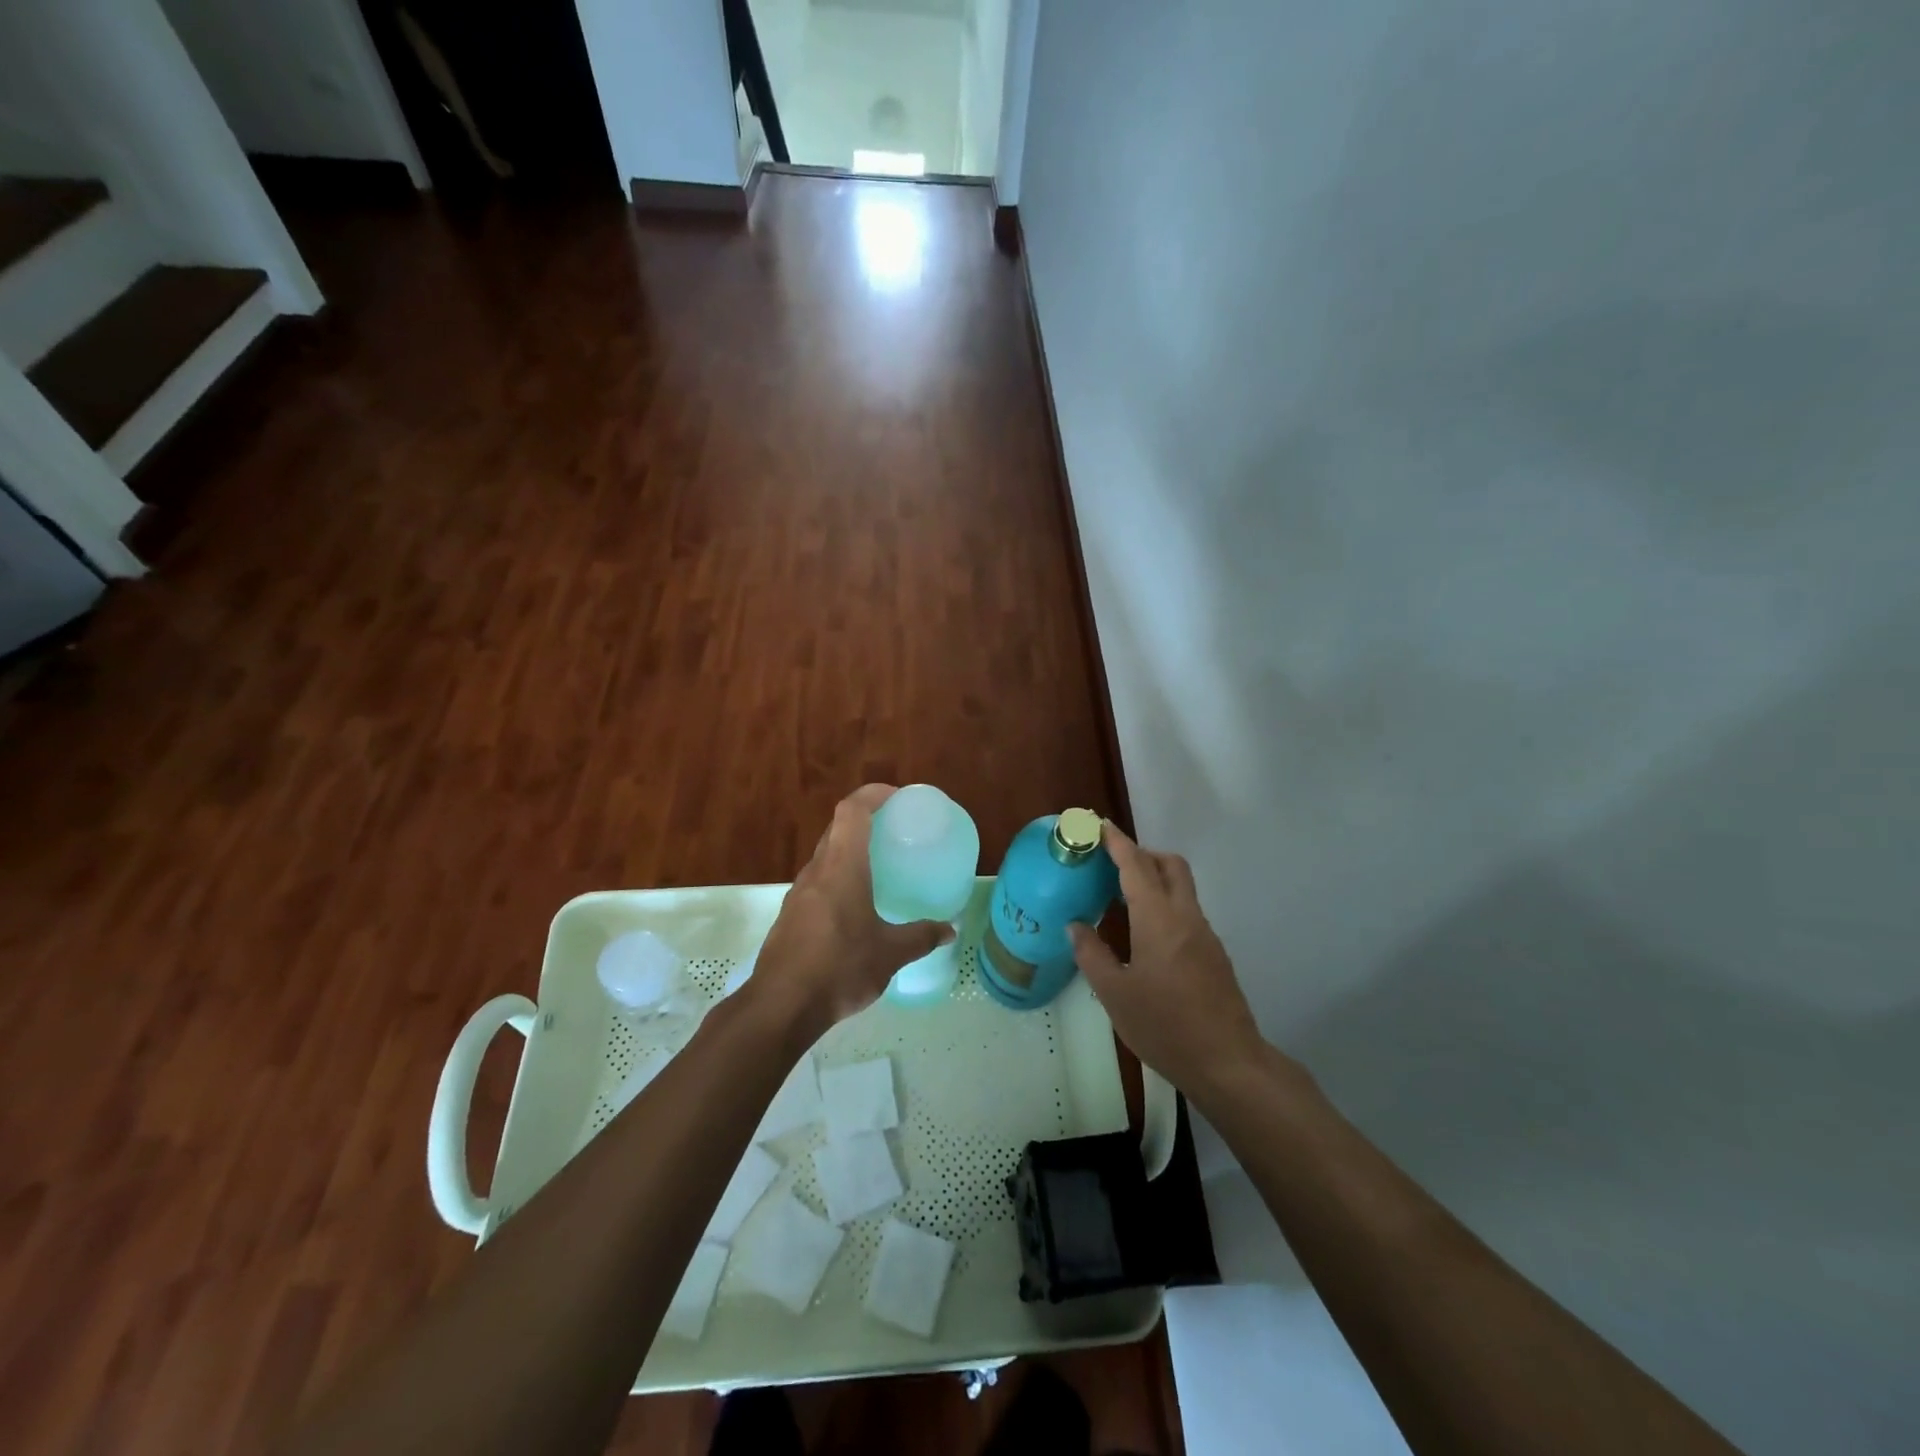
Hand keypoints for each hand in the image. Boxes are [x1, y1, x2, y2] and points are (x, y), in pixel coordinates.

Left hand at [753, 785, 954, 1031]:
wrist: (780, 1006)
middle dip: (864, 820)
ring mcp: (799, 893)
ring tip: (878, 866)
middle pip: (837, 828)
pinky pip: (818, 882)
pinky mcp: (790, 916)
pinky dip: (838, 878)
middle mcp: (817, 871)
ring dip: (849, 850)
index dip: (873, 794)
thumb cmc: (839, 968)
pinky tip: (855, 907)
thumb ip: (921, 937)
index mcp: (842, 867)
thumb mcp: (890, 954)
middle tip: (894, 829)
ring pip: (825, 856)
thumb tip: (949, 930)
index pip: (852, 810)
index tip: (897, 797)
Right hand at [1069, 823, 1269, 1100]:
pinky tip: (1144, 936)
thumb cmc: (1165, 1026)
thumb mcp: (1114, 993)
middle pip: (1169, 865)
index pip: (1136, 865)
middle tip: (1110, 864)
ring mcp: (1204, 934)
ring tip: (1120, 898)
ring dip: (1154, 879)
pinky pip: (1186, 912)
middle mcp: (1185, 916)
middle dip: (1141, 853)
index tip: (1098, 825)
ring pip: (1181, 887)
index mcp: (1158, 919)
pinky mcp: (1213, 954)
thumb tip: (1074, 926)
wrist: (1228, 1062)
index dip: (1116, 841)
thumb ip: (1091, 954)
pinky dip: (1164, 905)